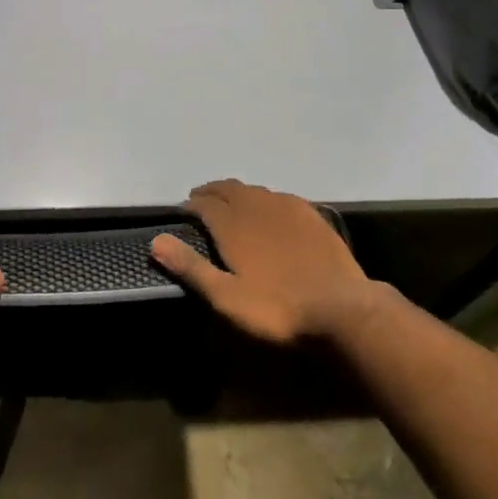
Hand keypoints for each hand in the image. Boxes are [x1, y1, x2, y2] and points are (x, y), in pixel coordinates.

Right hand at [150, 179, 382, 342]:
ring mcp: (286, 207)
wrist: (342, 309)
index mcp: (232, 224)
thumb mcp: (227, 298)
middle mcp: (255, 206)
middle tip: (201, 201)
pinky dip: (264, 199)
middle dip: (210, 192)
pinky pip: (278, 196)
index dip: (190, 205)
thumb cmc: (278, 308)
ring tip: (230, 204)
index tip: (183, 212)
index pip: (203, 204)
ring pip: (252, 190)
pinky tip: (268, 211)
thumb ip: (192, 268)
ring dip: (236, 193)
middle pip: (227, 189)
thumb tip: (155, 240)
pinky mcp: (310, 214)